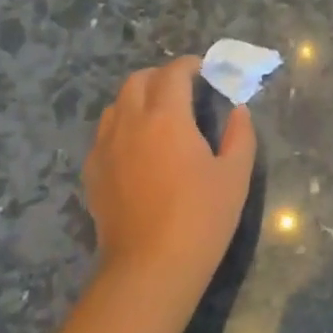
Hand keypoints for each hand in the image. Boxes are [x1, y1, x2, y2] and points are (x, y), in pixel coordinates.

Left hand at [83, 57, 256, 304]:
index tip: (202, 70)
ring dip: (137, 99)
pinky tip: (137, 149)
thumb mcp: (235, 177)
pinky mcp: (93, 171)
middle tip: (182, 90)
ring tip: (158, 116)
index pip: (173, 74)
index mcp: (166, 117)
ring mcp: (105, 147)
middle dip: (160, 77)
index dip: (188, 66)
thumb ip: (239, 136)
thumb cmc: (201, 219)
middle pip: (137, 81)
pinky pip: (104, 134)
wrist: (150, 266)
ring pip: (116, 105)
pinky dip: (122, 127)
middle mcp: (130, 122)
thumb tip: (239, 111)